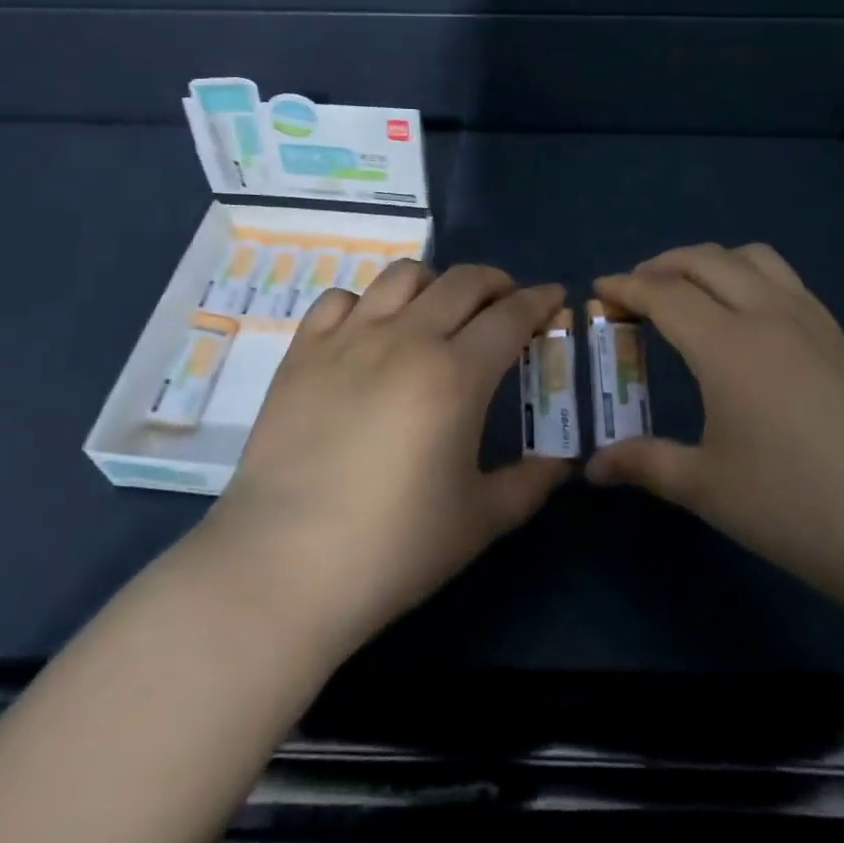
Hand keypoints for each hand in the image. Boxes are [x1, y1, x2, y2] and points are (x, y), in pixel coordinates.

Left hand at [210, 261, 571, 649]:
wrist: (282, 566)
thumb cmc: (392, 547)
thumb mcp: (479, 521)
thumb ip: (529, 484)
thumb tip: (561, 463)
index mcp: (456, 374)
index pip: (511, 315)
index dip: (539, 300)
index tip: (554, 296)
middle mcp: (407, 338)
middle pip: (463, 282)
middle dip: (496, 283)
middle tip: (506, 305)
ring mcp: (349, 338)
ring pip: (403, 276)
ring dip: (435, 283)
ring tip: (439, 310)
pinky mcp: (303, 351)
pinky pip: (341, 299)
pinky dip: (367, 304)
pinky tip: (371, 331)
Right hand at [584, 243, 843, 607]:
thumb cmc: (796, 505)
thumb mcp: (709, 487)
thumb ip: (646, 464)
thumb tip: (592, 469)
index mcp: (726, 343)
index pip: (664, 293)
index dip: (626, 286)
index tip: (599, 289)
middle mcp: (766, 313)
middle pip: (705, 260)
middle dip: (662, 264)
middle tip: (636, 290)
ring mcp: (811, 320)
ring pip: (752, 257)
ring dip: (711, 261)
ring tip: (690, 291)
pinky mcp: (840, 338)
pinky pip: (784, 279)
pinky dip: (749, 276)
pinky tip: (747, 318)